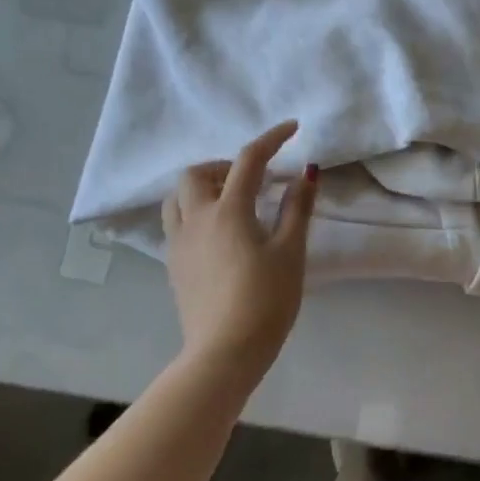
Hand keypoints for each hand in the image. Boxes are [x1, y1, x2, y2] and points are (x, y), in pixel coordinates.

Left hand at [163, 120, 317, 366]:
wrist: (224, 352)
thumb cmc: (266, 300)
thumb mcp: (290, 252)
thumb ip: (297, 209)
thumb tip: (306, 173)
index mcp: (228, 211)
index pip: (249, 160)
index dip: (272, 139)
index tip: (292, 128)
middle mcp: (196, 219)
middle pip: (197, 173)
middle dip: (225, 165)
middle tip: (255, 179)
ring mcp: (178, 243)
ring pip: (178, 197)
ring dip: (203, 187)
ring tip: (232, 201)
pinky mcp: (173, 265)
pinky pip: (176, 222)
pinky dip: (195, 211)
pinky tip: (219, 233)